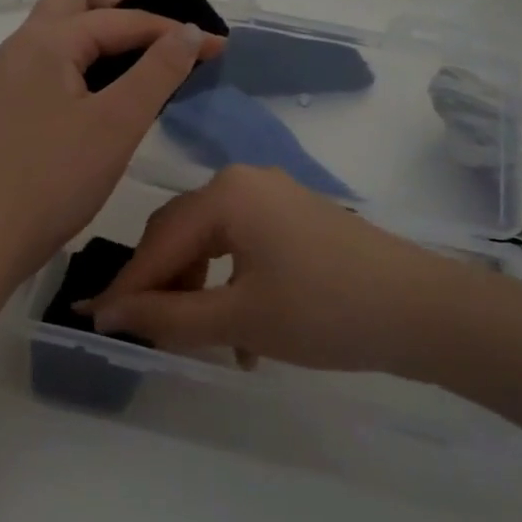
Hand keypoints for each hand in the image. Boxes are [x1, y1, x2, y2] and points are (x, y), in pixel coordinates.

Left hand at [0, 0, 223, 282]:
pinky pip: (55, 62)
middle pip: (78, 2)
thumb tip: (190, 30)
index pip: (120, 18)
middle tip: (165, 41)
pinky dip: (88, 61)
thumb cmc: (56, 178)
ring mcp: (12, 76)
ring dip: (105, 35)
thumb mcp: (118, 122)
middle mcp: (23, 46)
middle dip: (126, 11)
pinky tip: (112, 95)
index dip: (172, 30)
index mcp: (46, 41)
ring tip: (147, 65)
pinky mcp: (13, 105)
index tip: (217, 47)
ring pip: (63, 32)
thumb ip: (158, 71)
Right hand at [87, 164, 494, 378]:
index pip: (157, 242)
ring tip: (198, 339)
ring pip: (210, 244)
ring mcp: (274, 197)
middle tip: (145, 331)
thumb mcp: (238, 318)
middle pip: (179, 235)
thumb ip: (165, 316)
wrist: (425, 312)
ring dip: (196, 290)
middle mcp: (245, 182)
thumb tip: (104, 315)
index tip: (96, 323)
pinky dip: (229, 284)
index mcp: (226, 193)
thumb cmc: (325, 311)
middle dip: (160, 285)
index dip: (126, 287)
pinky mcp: (296, 218)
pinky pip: (242, 246)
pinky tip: (241, 331)